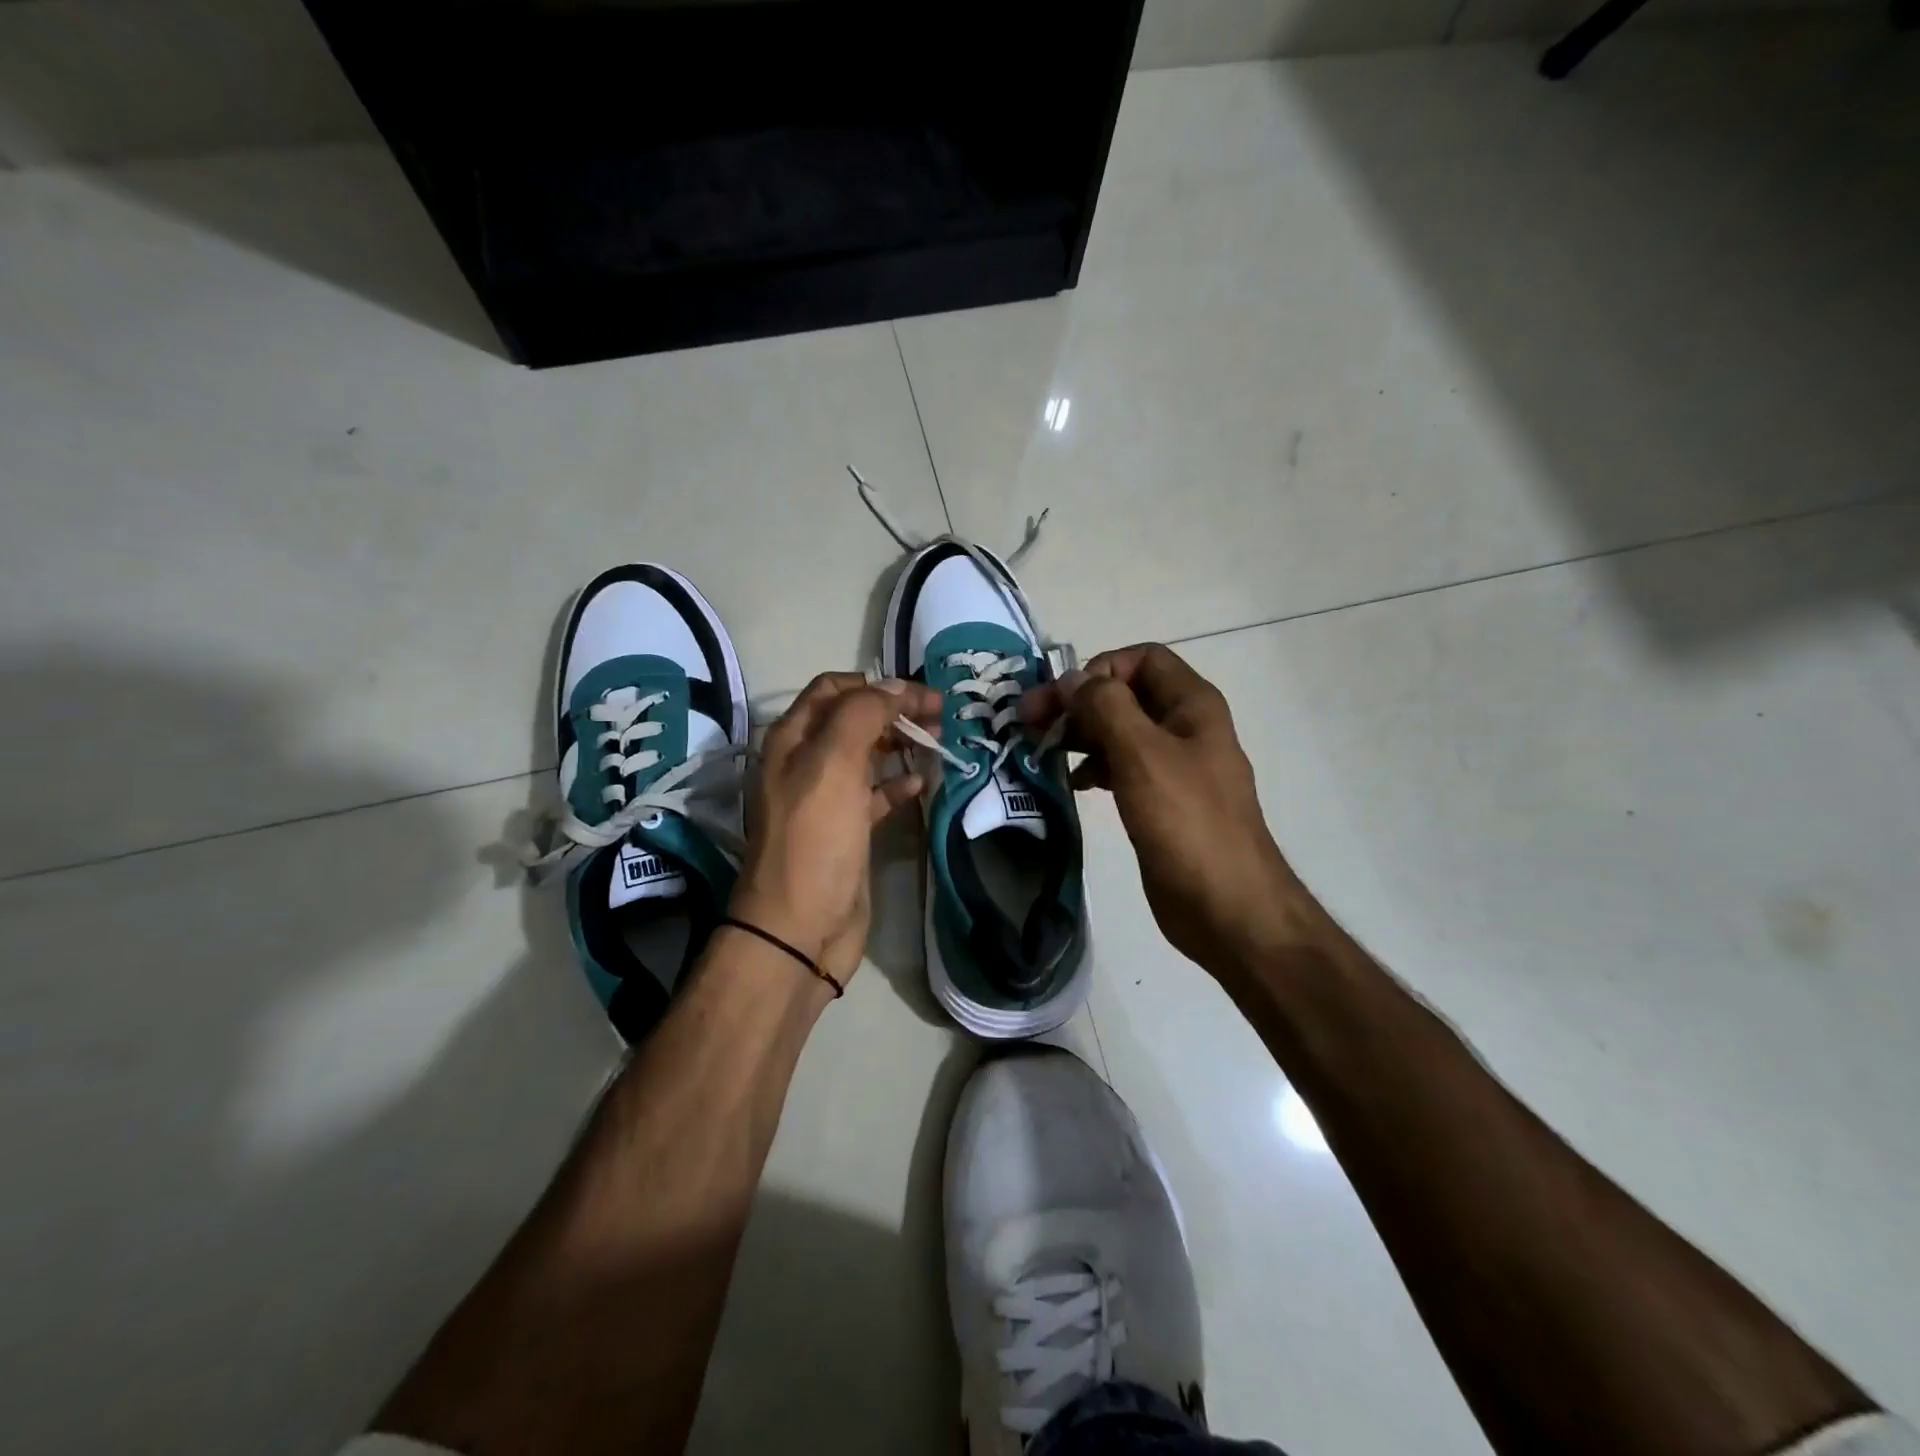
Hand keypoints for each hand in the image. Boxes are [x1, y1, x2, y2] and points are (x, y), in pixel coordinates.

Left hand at [732, 673, 941, 985]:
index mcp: (793, 740)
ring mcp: (827, 799)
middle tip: (939, 715)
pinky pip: (876, 796)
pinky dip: (899, 784)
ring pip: (868, 755)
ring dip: (901, 743)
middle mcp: (806, 763)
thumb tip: (896, 685)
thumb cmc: (815, 839)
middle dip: (895, 709)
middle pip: (854, 719)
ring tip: (939, 741)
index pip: (834, 689)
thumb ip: (863, 715)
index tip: (921, 692)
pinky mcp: (848, 831)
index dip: (877, 684)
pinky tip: (923, 784)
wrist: (801, 928)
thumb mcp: (833, 764)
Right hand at [1022, 645, 1298, 981]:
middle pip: (1125, 694)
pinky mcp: (1160, 801)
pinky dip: (1094, 767)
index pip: (1142, 658)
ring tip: (1043, 751)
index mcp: (1192, 705)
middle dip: (1079, 702)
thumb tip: (1072, 679)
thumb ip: (1105, 708)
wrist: (1226, 906)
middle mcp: (1184, 727)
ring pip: (1120, 731)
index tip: (1063, 700)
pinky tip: (1074, 784)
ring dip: (1081, 734)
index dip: (1099, 669)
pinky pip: (1122, 767)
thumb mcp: (1142, 755)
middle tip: (1030, 723)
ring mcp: (1173, 766)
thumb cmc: (1187, 823)